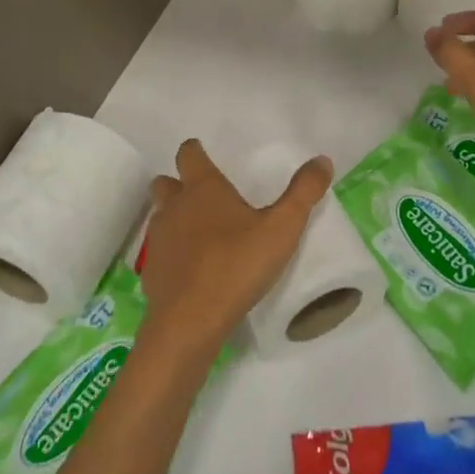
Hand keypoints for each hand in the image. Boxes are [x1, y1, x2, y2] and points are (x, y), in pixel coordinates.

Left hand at [137, 139, 332, 363]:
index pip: (189, 154)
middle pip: (166, 183)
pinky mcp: (152, 272)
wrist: (190, 321)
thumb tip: (322, 160)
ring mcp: (159, 240)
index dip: (196, 151)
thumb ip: (303, 192)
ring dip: (175, 217)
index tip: (204, 154)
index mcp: (202, 189)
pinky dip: (173, 253)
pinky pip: (160, 251)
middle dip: (179, 183)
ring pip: (160, 216)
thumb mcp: (282, 228)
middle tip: (203, 195)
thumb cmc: (237, 265)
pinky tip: (193, 269)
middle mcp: (174, 207)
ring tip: (201, 233)